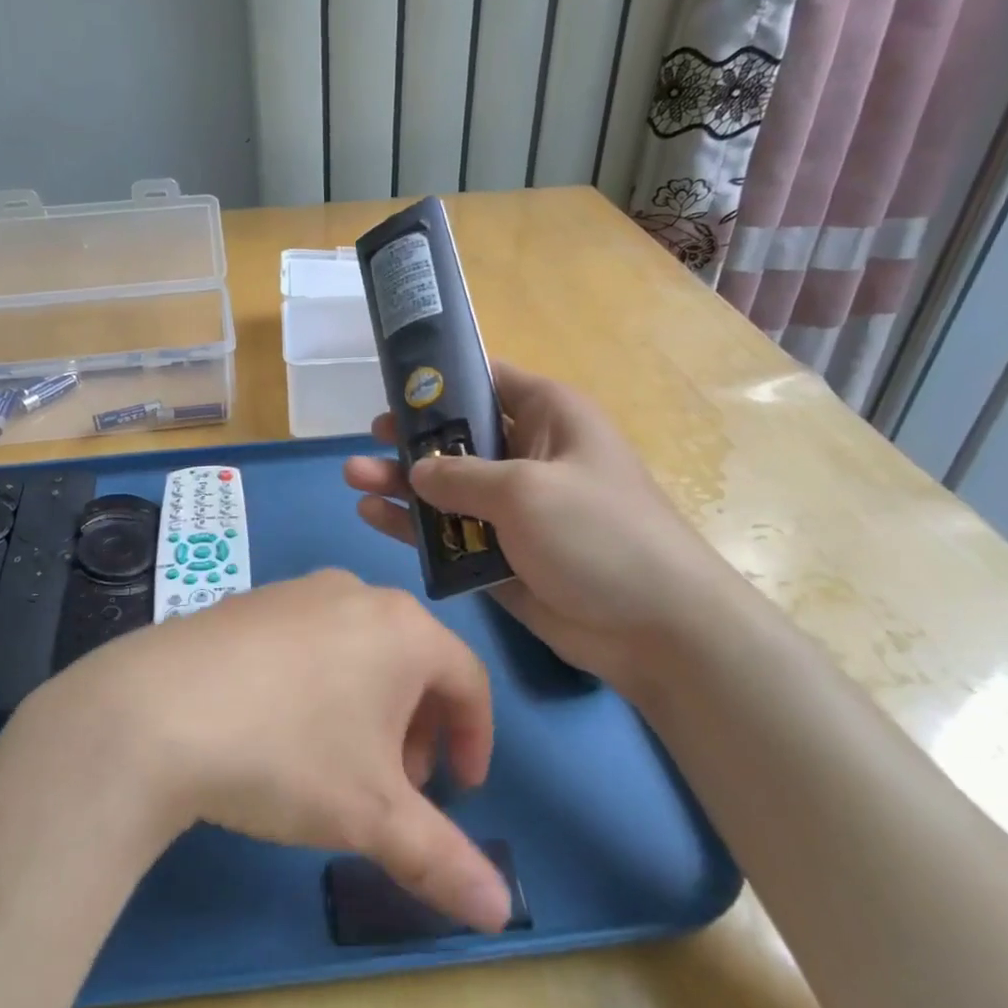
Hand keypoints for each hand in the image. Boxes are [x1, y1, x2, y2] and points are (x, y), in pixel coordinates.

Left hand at [24, 571, 513, 931]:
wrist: (151, 712)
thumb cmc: (285, 753)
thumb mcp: (370, 815)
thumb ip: (443, 860)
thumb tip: (501, 912)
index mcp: (401, 627)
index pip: (468, 680)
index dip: (474, 739)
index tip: (461, 788)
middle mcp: (352, 592)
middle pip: (412, 662)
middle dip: (417, 727)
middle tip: (398, 784)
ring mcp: (293, 591)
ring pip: (357, 649)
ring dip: (367, 707)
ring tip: (338, 761)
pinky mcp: (245, 603)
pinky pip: (306, 641)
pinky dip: (318, 683)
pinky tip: (279, 727)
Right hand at [343, 360, 739, 686]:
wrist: (654, 628)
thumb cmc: (599, 534)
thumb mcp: (526, 490)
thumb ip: (461, 476)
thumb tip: (418, 470)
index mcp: (550, 418)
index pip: (489, 381)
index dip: (443, 379)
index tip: (395, 385)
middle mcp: (529, 457)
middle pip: (460, 437)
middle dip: (414, 438)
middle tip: (370, 438)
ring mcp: (513, 510)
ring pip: (447, 488)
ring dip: (403, 483)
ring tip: (353, 477)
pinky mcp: (500, 556)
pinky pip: (449, 533)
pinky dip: (414, 526)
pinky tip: (372, 516)